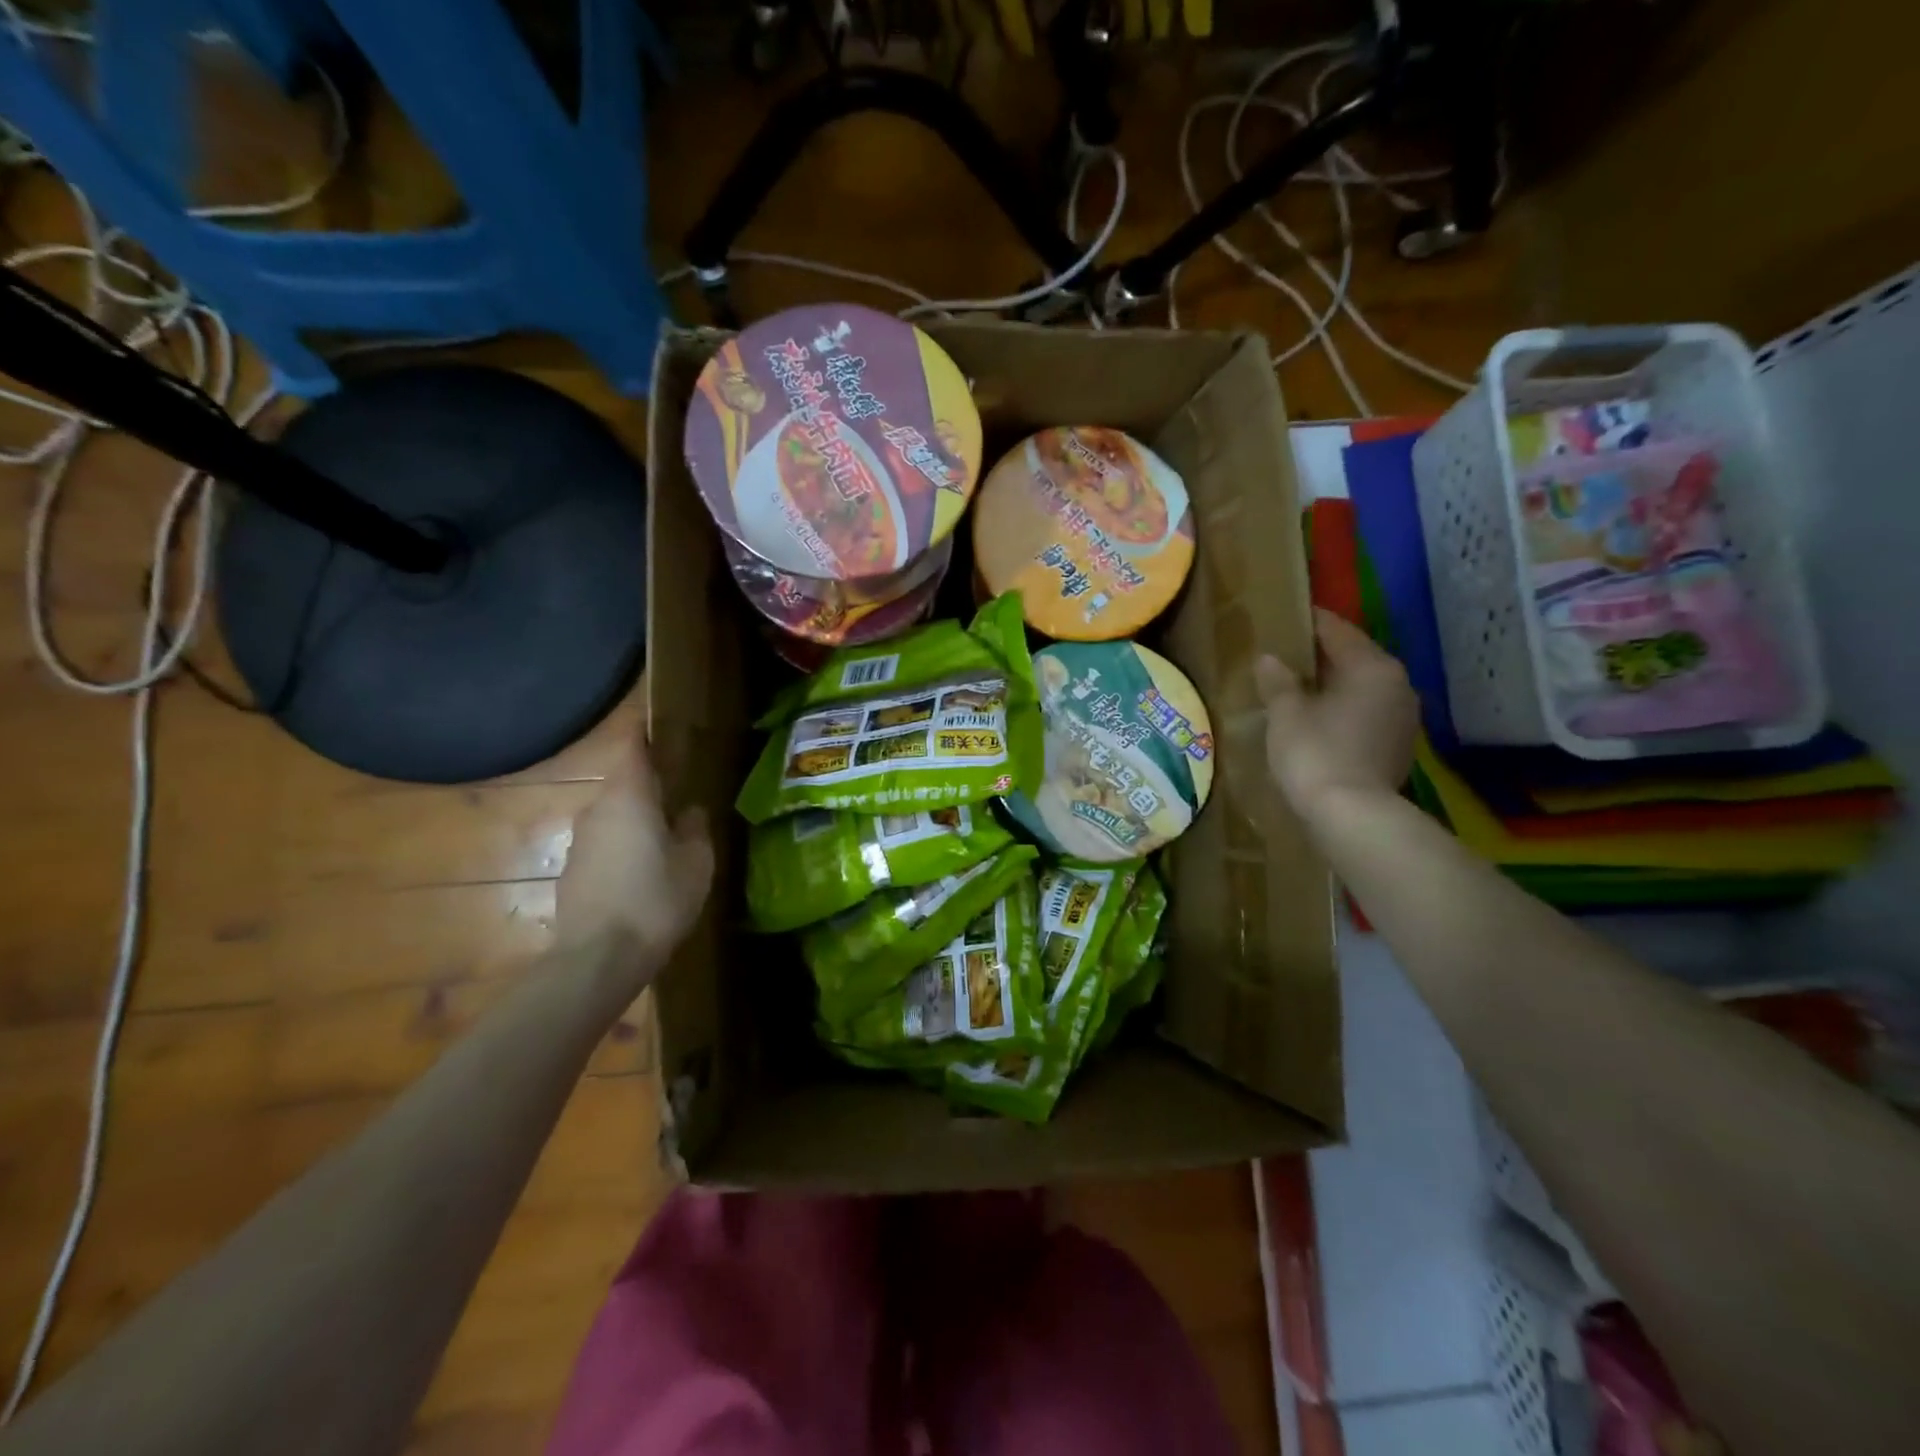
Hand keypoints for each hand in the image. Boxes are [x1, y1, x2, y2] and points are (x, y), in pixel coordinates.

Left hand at [556, 738, 713, 974]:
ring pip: (612, 818)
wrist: (598, 958)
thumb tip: (689, 811)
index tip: (664, 734)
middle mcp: (597, 809)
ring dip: (636, 823)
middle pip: (623, 785)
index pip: (633, 748)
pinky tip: (641, 878)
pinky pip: (603, 847)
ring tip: (666, 844)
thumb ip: (695, 828)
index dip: (647, 736)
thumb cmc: (656, 899)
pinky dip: (622, 851)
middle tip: (680, 801)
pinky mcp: (571, 872)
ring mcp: (579, 842)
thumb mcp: (696, 863)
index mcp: (629, 796)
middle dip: (649, 789)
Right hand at [1257, 608, 1418, 821]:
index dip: (1308, 622)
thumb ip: (1278, 681)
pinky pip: (1366, 714)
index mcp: (1372, 666)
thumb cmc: (1316, 754)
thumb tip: (1270, 660)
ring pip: (1362, 688)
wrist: (1352, 816)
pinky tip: (1319, 721)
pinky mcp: (1398, 746)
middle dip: (1321, 656)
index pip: (1337, 630)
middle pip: (1354, 658)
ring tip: (1298, 690)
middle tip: (1285, 656)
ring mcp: (1403, 717)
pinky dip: (1344, 711)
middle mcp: (1397, 684)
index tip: (1285, 618)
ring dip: (1333, 686)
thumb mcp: (1286, 713)